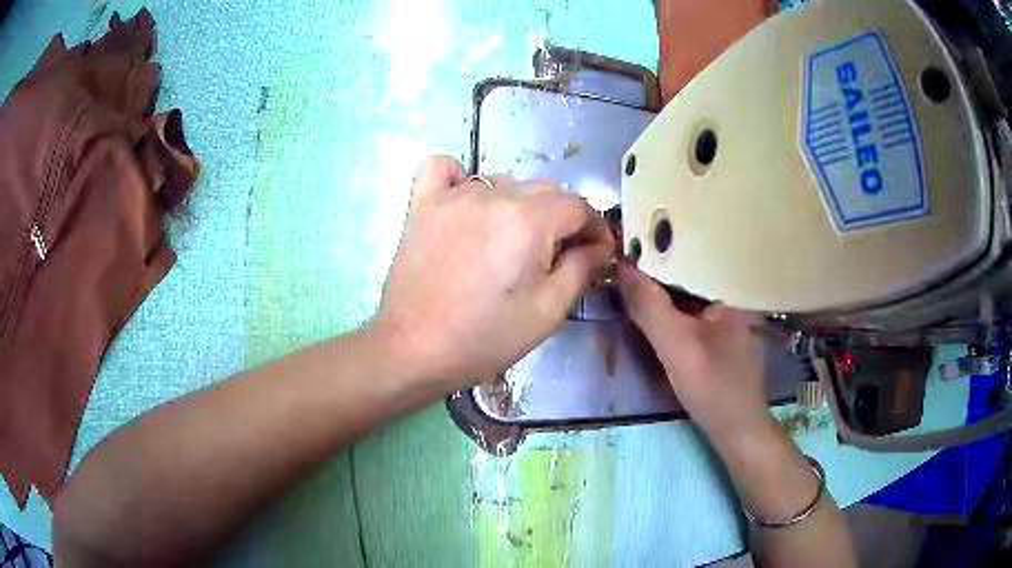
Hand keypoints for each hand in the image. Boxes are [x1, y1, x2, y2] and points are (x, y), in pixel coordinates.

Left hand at [375, 156, 613, 388]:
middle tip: (555, 255)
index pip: (579, 206)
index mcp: (529, 220)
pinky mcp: (423, 203)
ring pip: (504, 182)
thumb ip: (582, 268)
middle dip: (561, 219)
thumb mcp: (548, 311)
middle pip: (545, 190)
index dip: (595, 228)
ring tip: (509, 240)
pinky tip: (466, 203)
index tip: (595, 251)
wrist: (414, 349)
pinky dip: (460, 178)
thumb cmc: (486, 337)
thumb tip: (599, 244)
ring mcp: (454, 195)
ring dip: (518, 204)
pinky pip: (444, 169)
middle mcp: (494, 195)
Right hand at [617, 263, 772, 446]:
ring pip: (693, 286)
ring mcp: (734, 308)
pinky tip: (655, 303)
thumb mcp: (677, 347)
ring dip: (665, 285)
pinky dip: (675, 303)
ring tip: (633, 273)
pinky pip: (696, 304)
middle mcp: (737, 289)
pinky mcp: (726, 326)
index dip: (658, 245)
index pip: (692, 250)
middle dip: (659, 264)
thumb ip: (649, 307)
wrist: (738, 429)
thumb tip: (620, 266)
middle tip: (624, 256)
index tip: (626, 242)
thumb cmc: (714, 388)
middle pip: (692, 266)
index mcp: (735, 284)